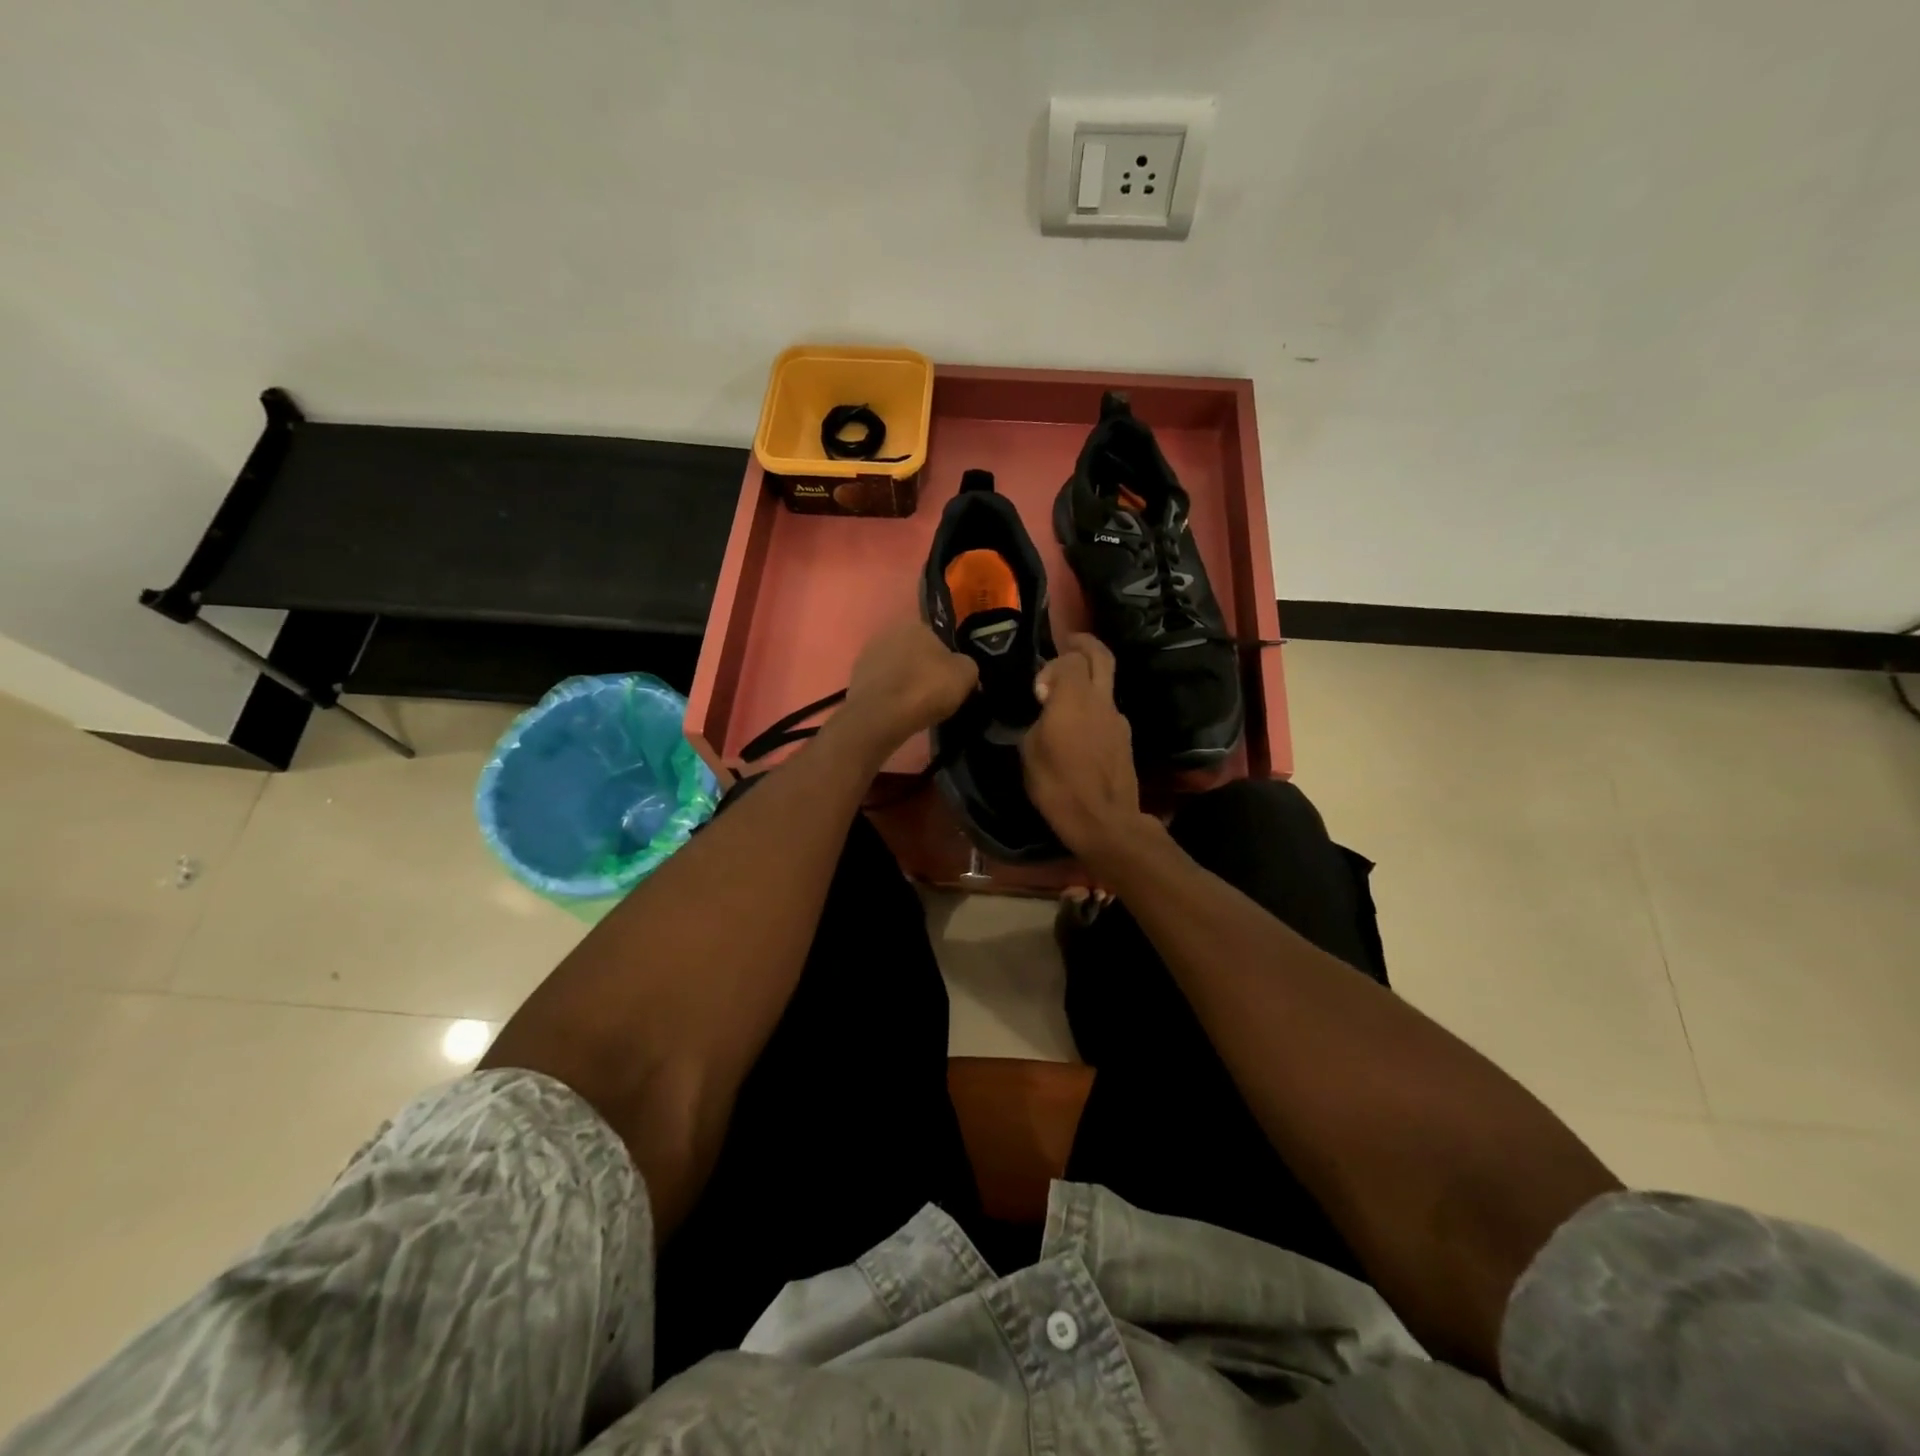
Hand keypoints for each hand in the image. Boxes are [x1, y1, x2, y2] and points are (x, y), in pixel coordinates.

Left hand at [836, 619, 978, 762]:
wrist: (882, 716)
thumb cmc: (927, 688)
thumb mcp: (966, 674)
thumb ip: (966, 665)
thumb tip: (960, 668)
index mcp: (916, 624)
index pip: (937, 638)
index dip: (946, 661)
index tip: (950, 681)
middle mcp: (888, 632)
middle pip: (914, 652)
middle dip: (923, 669)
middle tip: (935, 694)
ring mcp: (867, 654)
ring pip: (896, 669)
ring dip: (905, 682)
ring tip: (915, 706)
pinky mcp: (854, 678)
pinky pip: (882, 685)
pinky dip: (890, 695)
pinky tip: (897, 711)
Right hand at [1020, 635, 1149, 862]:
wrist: (1105, 822)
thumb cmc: (1059, 786)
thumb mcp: (1029, 752)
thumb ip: (1038, 721)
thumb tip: (1044, 710)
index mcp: (1074, 697)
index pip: (1069, 658)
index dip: (1052, 664)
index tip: (1037, 688)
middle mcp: (1101, 700)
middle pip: (1100, 656)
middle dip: (1084, 645)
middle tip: (1068, 644)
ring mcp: (1118, 719)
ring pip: (1106, 685)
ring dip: (1089, 681)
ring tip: (1066, 698)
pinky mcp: (1126, 740)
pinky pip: (1108, 711)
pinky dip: (1094, 708)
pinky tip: (1079, 730)